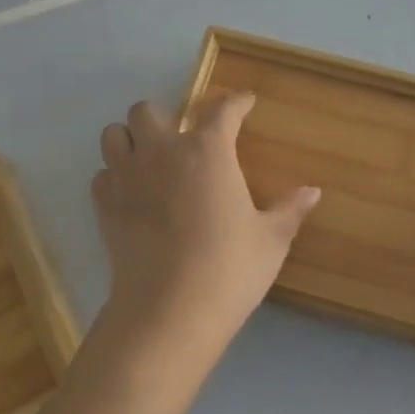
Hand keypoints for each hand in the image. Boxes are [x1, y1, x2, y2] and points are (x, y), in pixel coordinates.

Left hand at [90, 92, 319, 368]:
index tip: (245, 102)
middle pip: (147, 110)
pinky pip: (102, 175)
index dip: (236, 102)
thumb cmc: (229, 269)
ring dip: (130, 140)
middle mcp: (162, 152)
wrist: (170, 311)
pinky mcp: (105, 206)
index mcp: (208, 151)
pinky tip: (131, 195)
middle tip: (181, 141)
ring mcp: (127, 177)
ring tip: (148, 160)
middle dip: (164, 118)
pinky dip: (114, 177)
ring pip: (113, 134)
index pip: (222, 110)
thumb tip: (313, 192)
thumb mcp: (270, 240)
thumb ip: (289, 210)